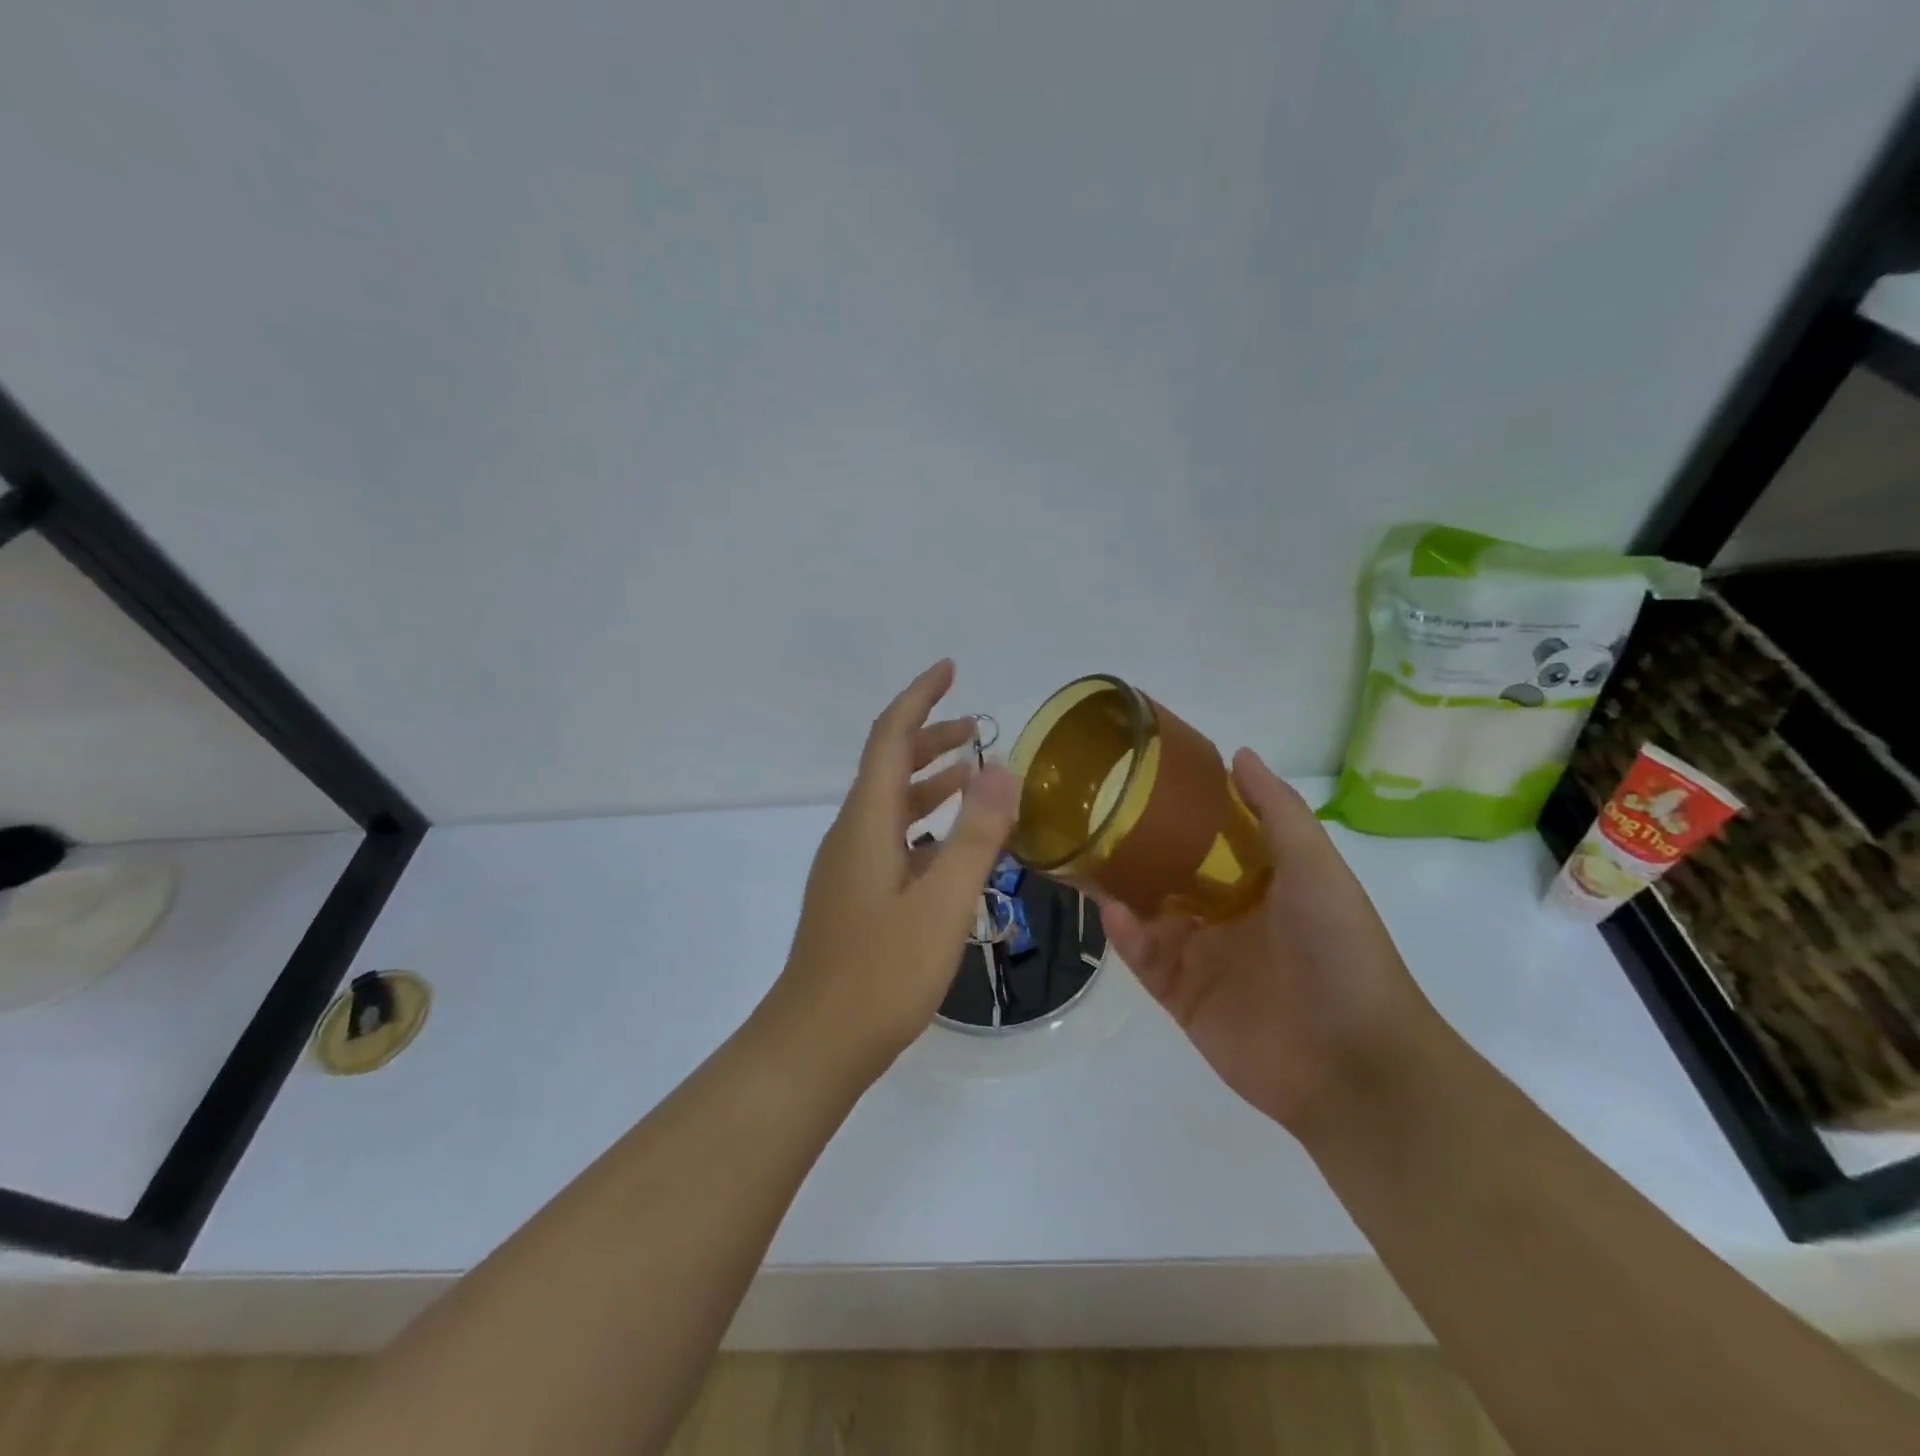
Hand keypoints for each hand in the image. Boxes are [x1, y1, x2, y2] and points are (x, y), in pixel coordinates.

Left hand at [766, 660, 1019, 1082]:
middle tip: (979, 728)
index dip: (919, 698)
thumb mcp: (943, 903)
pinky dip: (925, 822)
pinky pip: (892, 837)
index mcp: (867, 821)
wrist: (816, 1043)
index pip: (890, 737)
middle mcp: (852, 833)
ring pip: (891, 803)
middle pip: (889, 765)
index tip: (950, 670)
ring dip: (930, 780)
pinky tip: (952, 845)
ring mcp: (849, 866)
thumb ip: (976, 835)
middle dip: (931, 736)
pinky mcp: (854, 895)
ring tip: (976, 776)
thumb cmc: (881, 974)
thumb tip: (1004, 767)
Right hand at [1101, 748, 1435, 1133]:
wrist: (1354, 1063)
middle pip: (1169, 873)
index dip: (1178, 808)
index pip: (1208, 836)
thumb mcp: (1316, 867)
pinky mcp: (1182, 998)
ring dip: (1120, 890)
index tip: (1139, 776)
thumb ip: (1277, 811)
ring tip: (1085, 858)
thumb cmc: (1340, 950)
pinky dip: (1127, 937)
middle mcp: (1226, 914)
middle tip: (1093, 817)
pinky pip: (1145, 960)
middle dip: (1134, 848)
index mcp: (1259, 881)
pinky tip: (1114, 914)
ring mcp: (1202, 958)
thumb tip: (1237, 753)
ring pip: (1148, 914)